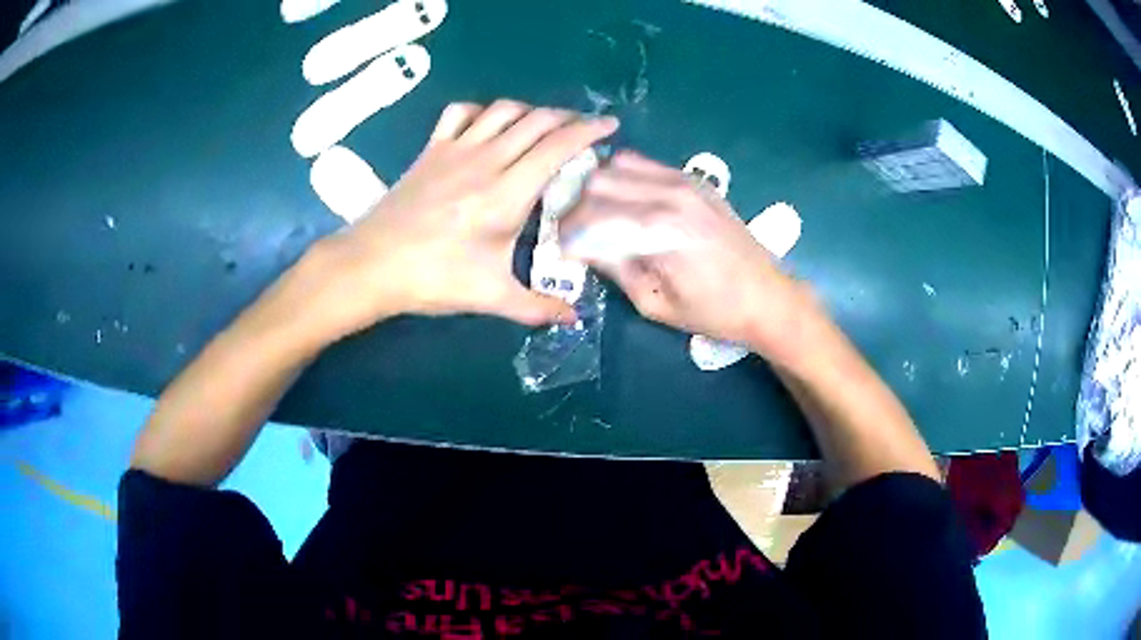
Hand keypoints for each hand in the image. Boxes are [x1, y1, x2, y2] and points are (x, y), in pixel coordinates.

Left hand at [309, 100, 618, 337]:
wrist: (372, 265)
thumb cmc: (432, 279)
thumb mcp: (489, 296)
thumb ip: (537, 307)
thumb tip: (573, 319)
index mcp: (507, 193)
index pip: (557, 146)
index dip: (589, 130)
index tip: (610, 126)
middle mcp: (485, 160)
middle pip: (536, 120)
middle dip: (567, 117)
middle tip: (584, 127)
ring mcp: (455, 150)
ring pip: (502, 110)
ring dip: (530, 111)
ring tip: (544, 124)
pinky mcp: (431, 150)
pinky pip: (460, 113)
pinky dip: (482, 111)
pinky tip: (488, 124)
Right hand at [561, 151, 821, 366]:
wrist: (767, 296)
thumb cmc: (712, 311)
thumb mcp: (654, 303)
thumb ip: (615, 268)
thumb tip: (582, 247)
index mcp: (659, 231)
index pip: (591, 217)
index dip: (568, 233)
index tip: (562, 250)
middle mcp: (669, 195)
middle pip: (598, 181)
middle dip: (578, 207)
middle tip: (577, 232)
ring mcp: (684, 181)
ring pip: (618, 165)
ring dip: (599, 188)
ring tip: (598, 215)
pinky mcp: (694, 180)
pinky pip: (645, 164)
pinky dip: (625, 178)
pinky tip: (626, 202)